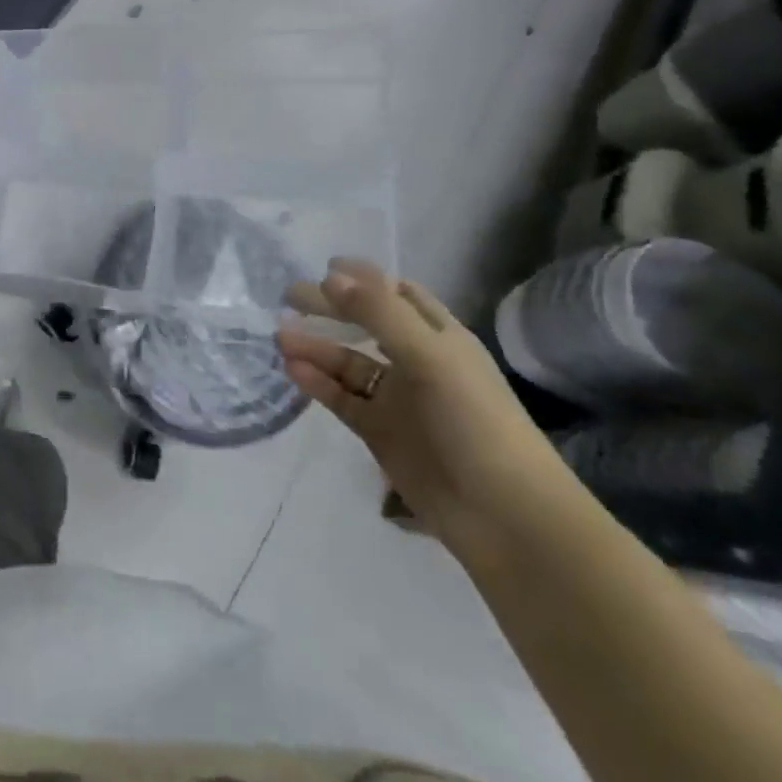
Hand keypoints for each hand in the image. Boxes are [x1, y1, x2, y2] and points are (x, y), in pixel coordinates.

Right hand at [277, 260, 576, 560]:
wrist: (502, 514)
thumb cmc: (474, 421)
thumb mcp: (429, 355)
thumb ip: (378, 313)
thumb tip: (329, 276)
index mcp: (440, 338)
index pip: (398, 295)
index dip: (364, 278)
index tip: (323, 267)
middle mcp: (418, 363)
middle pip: (366, 325)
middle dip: (330, 309)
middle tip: (288, 298)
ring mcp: (398, 400)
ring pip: (348, 363)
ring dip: (316, 347)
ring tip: (279, 337)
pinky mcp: (380, 432)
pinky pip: (342, 399)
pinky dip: (317, 383)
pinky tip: (292, 370)